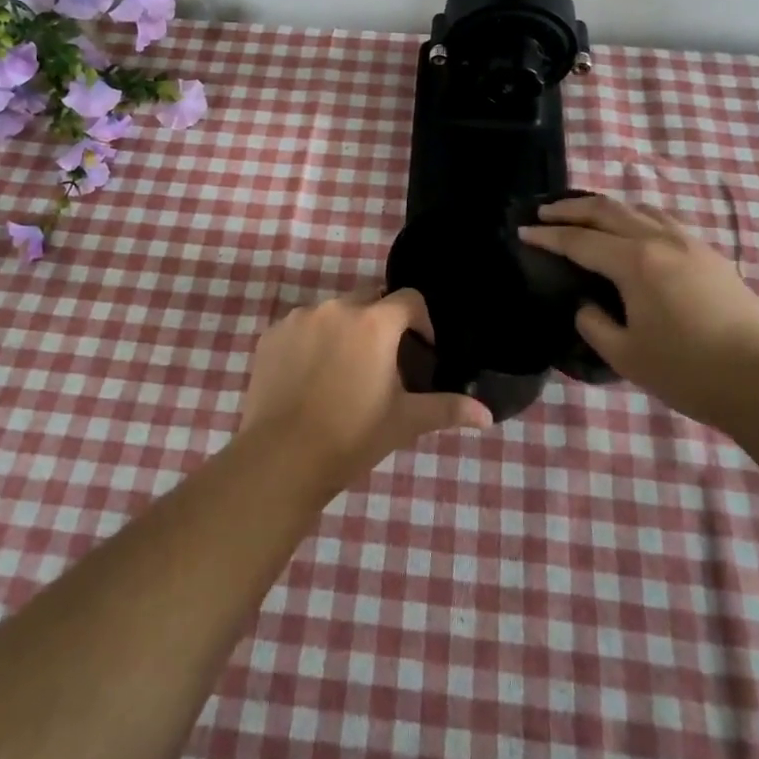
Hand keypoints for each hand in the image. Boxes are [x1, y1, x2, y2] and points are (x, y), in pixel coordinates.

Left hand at [240, 288, 492, 494]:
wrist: (281, 458)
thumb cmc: (352, 436)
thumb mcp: (405, 421)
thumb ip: (447, 408)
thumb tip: (487, 415)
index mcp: (373, 322)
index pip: (409, 299)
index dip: (422, 321)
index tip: (422, 351)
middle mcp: (336, 308)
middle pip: (370, 300)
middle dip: (383, 322)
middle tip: (384, 362)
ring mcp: (299, 318)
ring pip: (333, 312)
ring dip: (346, 330)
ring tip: (345, 370)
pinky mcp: (271, 335)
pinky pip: (301, 327)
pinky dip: (312, 342)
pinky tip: (311, 377)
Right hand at [520, 194, 758, 426]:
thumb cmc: (688, 372)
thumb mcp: (625, 355)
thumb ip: (594, 324)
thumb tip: (587, 305)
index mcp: (635, 262)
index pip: (579, 241)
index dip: (547, 236)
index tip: (522, 231)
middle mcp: (660, 240)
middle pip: (607, 211)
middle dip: (571, 209)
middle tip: (544, 211)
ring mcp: (690, 243)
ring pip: (639, 208)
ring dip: (607, 208)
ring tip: (587, 215)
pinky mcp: (711, 255)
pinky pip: (664, 220)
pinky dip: (638, 216)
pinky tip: (636, 230)